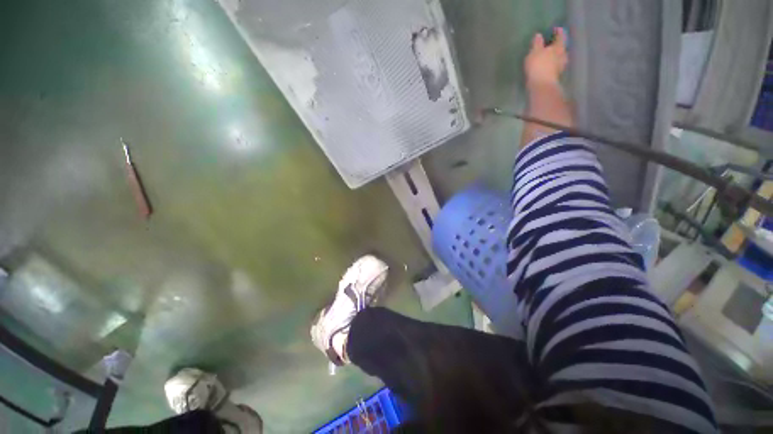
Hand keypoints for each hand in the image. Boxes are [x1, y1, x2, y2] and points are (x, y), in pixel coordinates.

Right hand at [524, 28, 567, 87]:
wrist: (541, 84)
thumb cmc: (538, 65)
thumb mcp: (534, 52)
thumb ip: (537, 43)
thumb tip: (539, 35)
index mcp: (558, 47)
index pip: (560, 36)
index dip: (558, 31)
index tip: (556, 28)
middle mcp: (562, 54)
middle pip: (562, 47)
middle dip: (558, 45)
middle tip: (554, 44)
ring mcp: (560, 66)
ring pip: (560, 57)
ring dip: (557, 56)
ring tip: (551, 56)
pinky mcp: (556, 75)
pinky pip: (556, 66)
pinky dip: (553, 64)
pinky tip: (549, 66)